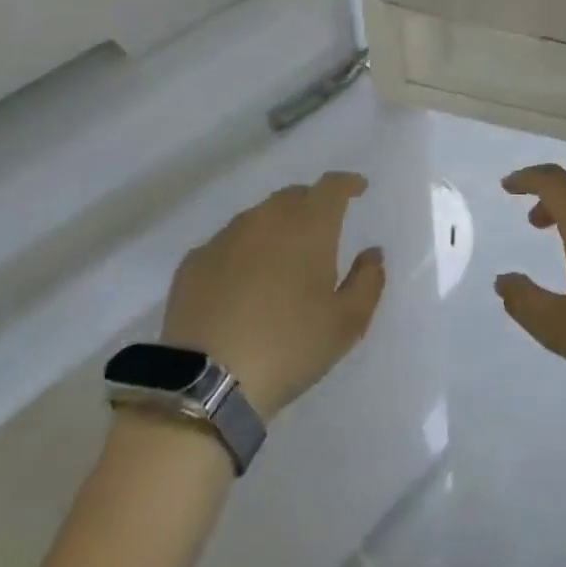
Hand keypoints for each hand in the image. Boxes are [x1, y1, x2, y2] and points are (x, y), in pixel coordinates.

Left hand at [159, 171, 385, 420]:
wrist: (205, 383)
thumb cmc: (289, 347)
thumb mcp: (347, 323)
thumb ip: (368, 280)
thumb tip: (372, 253)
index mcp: (309, 226)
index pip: (332, 186)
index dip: (347, 183)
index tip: (358, 189)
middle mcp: (267, 219)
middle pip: (293, 196)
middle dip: (311, 204)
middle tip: (320, 231)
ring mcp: (226, 237)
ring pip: (258, 217)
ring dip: (275, 227)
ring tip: (280, 259)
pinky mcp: (194, 262)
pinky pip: (227, 244)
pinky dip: (242, 252)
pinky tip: (241, 282)